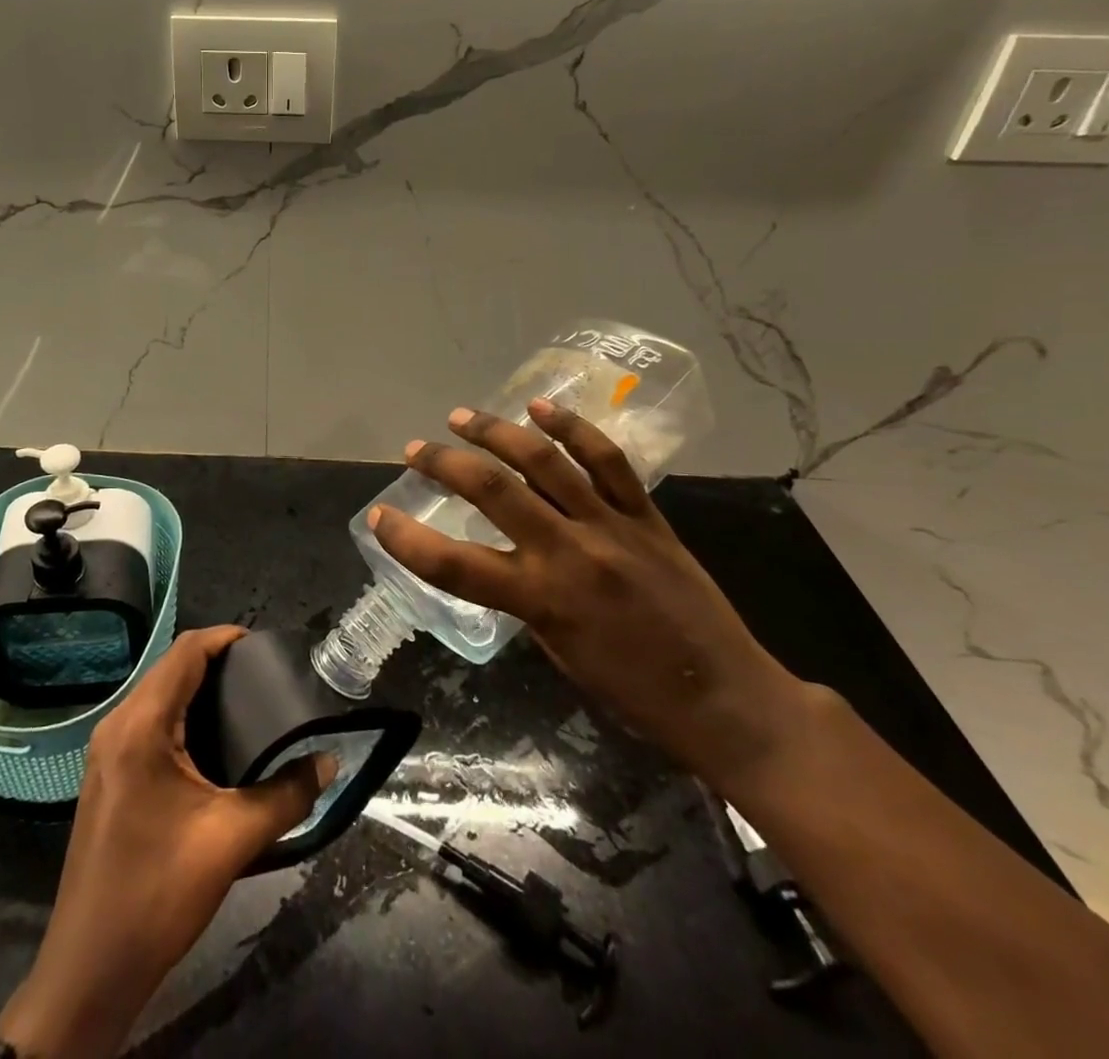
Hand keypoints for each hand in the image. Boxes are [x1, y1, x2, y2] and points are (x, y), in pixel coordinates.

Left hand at [0, 626, 334, 1058]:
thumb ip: (287, 796)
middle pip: (171, 669)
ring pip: (159, 695)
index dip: (226, 638)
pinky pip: (149, 722)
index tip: (266, 646)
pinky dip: (183, 716)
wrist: (90, 968)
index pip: (186, 652)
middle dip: (217, 662)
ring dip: (199, 689)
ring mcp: (107, 751)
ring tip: (248, 701)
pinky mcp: (108, 774)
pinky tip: (214, 741)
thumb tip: (327, 763)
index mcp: (141, 725)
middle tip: (265, 676)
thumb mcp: (232, 840)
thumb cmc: (158, 892)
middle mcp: (118, 725)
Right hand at [369, 399, 813, 792]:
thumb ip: (527, 601)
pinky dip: (571, 429)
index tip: (379, 517)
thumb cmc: (635, 694)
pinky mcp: (646, 516)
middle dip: (444, 463)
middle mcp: (567, 553)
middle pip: (491, 491)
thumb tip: (509, 560)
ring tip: (462, 416)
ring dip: (495, 432)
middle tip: (416, 449)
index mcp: (540, 601)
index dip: (407, 540)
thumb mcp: (560, 654)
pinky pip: (606, 461)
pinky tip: (542, 408)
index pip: (452, 565)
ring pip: (543, 463)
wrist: (728, 700)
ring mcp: (610, 527)